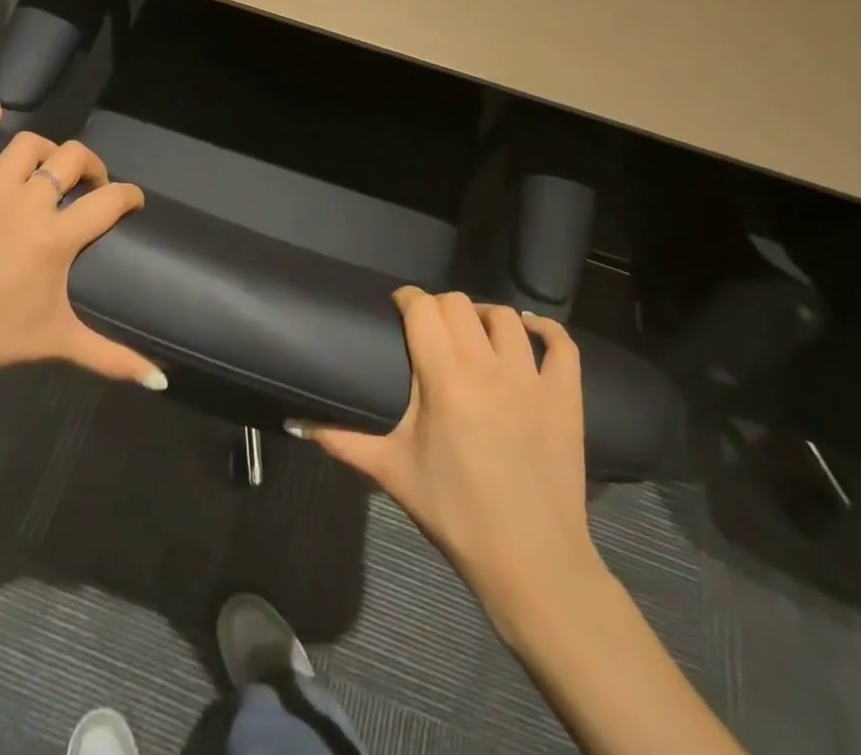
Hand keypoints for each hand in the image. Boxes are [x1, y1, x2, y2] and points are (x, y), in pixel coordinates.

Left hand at [0, 104, 163, 396]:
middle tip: (92, 187)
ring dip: (46, 151)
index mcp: (55, 237)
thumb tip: (161, 382)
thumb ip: (115, 358)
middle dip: (92, 167)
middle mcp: (26, 204)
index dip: (130, 196)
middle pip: (71, 159)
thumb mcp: (61, 342)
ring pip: (26, 146)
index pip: (110, 200)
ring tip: (51, 170)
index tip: (133, 203)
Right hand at [298, 289, 603, 631]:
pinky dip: (545, 329)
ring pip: (506, 318)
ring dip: (484, 316)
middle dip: (439, 307)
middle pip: (460, 304)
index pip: (422, 308)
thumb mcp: (392, 473)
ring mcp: (532, 380)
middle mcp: (488, 367)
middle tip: (429, 329)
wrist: (531, 562)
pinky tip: (529, 329)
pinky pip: (562, 345)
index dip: (407, 299)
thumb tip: (294, 422)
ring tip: (473, 333)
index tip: (397, 308)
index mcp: (444, 379)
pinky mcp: (566, 397)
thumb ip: (341, 441)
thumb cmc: (455, 513)